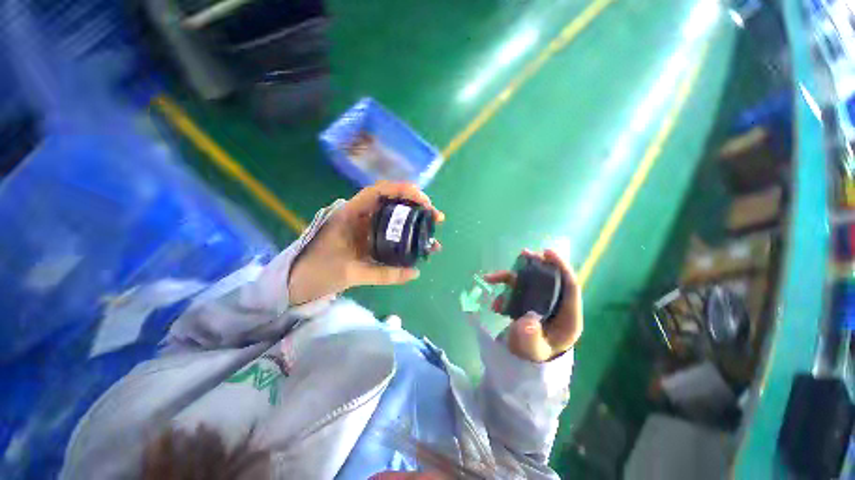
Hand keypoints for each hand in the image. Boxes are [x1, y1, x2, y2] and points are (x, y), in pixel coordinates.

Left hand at [288, 182, 443, 304]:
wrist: (297, 282)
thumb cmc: (317, 272)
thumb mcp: (350, 273)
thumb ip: (383, 274)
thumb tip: (415, 273)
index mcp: (350, 214)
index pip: (378, 192)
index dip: (402, 190)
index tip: (423, 200)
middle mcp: (360, 216)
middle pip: (392, 203)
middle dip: (416, 207)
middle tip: (436, 217)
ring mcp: (365, 228)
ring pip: (393, 218)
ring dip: (414, 221)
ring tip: (434, 231)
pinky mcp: (367, 239)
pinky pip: (390, 233)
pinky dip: (405, 236)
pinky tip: (419, 243)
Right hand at [483, 249, 582, 362]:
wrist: (524, 361)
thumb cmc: (534, 355)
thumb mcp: (534, 351)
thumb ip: (531, 339)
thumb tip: (525, 322)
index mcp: (567, 316)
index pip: (570, 287)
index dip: (561, 267)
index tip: (548, 253)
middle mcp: (555, 305)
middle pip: (549, 279)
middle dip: (536, 264)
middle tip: (523, 253)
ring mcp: (540, 302)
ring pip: (529, 281)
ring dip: (511, 277)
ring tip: (492, 278)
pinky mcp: (526, 302)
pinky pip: (515, 289)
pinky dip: (502, 288)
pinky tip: (491, 297)